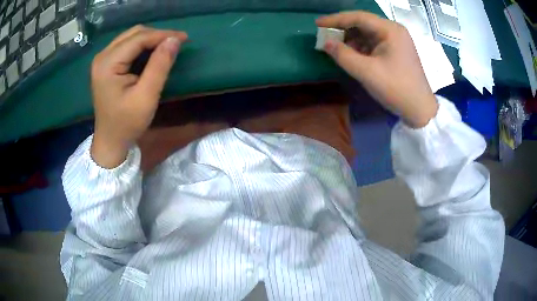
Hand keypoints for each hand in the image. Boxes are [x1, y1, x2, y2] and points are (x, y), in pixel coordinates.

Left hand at [90, 26, 187, 167]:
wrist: (110, 141)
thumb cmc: (127, 123)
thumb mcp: (146, 97)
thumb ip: (160, 66)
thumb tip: (175, 40)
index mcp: (107, 64)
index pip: (138, 39)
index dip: (162, 35)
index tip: (185, 38)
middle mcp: (102, 56)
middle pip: (134, 33)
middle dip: (157, 35)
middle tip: (177, 42)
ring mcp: (102, 60)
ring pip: (131, 37)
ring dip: (151, 39)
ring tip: (168, 46)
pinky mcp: (106, 64)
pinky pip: (127, 46)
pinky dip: (142, 46)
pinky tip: (153, 52)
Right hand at [316, 11, 437, 127]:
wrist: (420, 110)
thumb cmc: (396, 89)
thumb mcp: (367, 72)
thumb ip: (343, 55)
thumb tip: (325, 43)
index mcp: (390, 30)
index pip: (358, 17)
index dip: (336, 19)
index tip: (317, 24)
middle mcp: (393, 30)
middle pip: (363, 23)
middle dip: (343, 30)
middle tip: (325, 37)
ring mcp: (396, 40)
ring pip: (367, 33)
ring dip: (351, 39)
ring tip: (336, 47)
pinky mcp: (396, 51)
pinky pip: (374, 43)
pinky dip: (360, 47)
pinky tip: (351, 54)